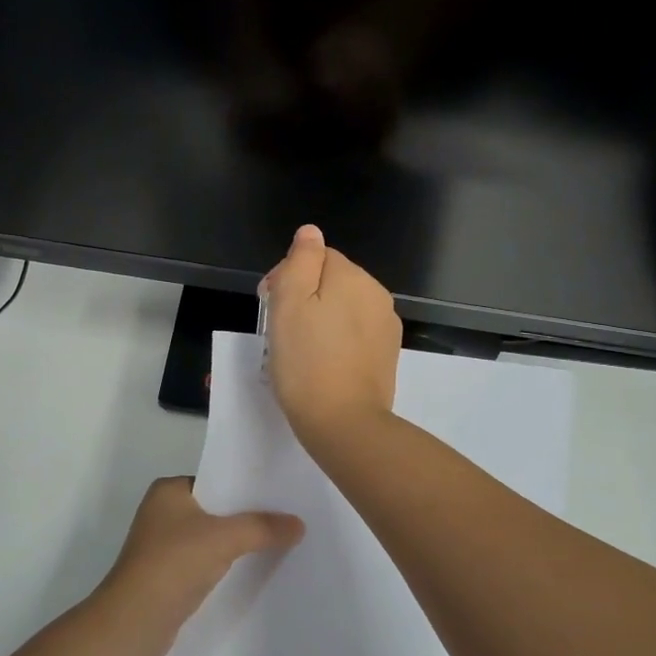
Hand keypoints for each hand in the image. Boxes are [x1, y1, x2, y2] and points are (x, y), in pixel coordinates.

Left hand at [94, 477, 302, 655]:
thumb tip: (299, 524)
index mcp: (168, 490)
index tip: (282, 493)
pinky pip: (206, 561)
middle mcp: (163, 512)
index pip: (216, 480)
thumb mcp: (223, 539)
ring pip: (212, 537)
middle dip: (248, 516)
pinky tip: (255, 569)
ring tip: (281, 542)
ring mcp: (164, 545)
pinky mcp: (169, 574)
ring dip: (239, 542)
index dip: (247, 487)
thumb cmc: (173, 564)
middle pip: (217, 509)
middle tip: (289, 517)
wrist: (134, 621)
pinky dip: (227, 564)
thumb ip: (262, 528)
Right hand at [263, 224, 401, 453]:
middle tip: (279, 332)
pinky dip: (337, 342)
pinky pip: (355, 334)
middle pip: (332, 281)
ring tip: (298, 351)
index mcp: (352, 277)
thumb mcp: (289, 304)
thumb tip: (311, 232)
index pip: (315, 257)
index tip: (269, 306)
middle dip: (304, 297)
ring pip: (343, 308)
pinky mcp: (386, 355)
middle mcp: (376, 294)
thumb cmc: (306, 362)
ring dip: (320, 320)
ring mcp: (385, 326)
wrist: (343, 423)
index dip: (287, 277)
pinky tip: (321, 364)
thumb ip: (300, 261)